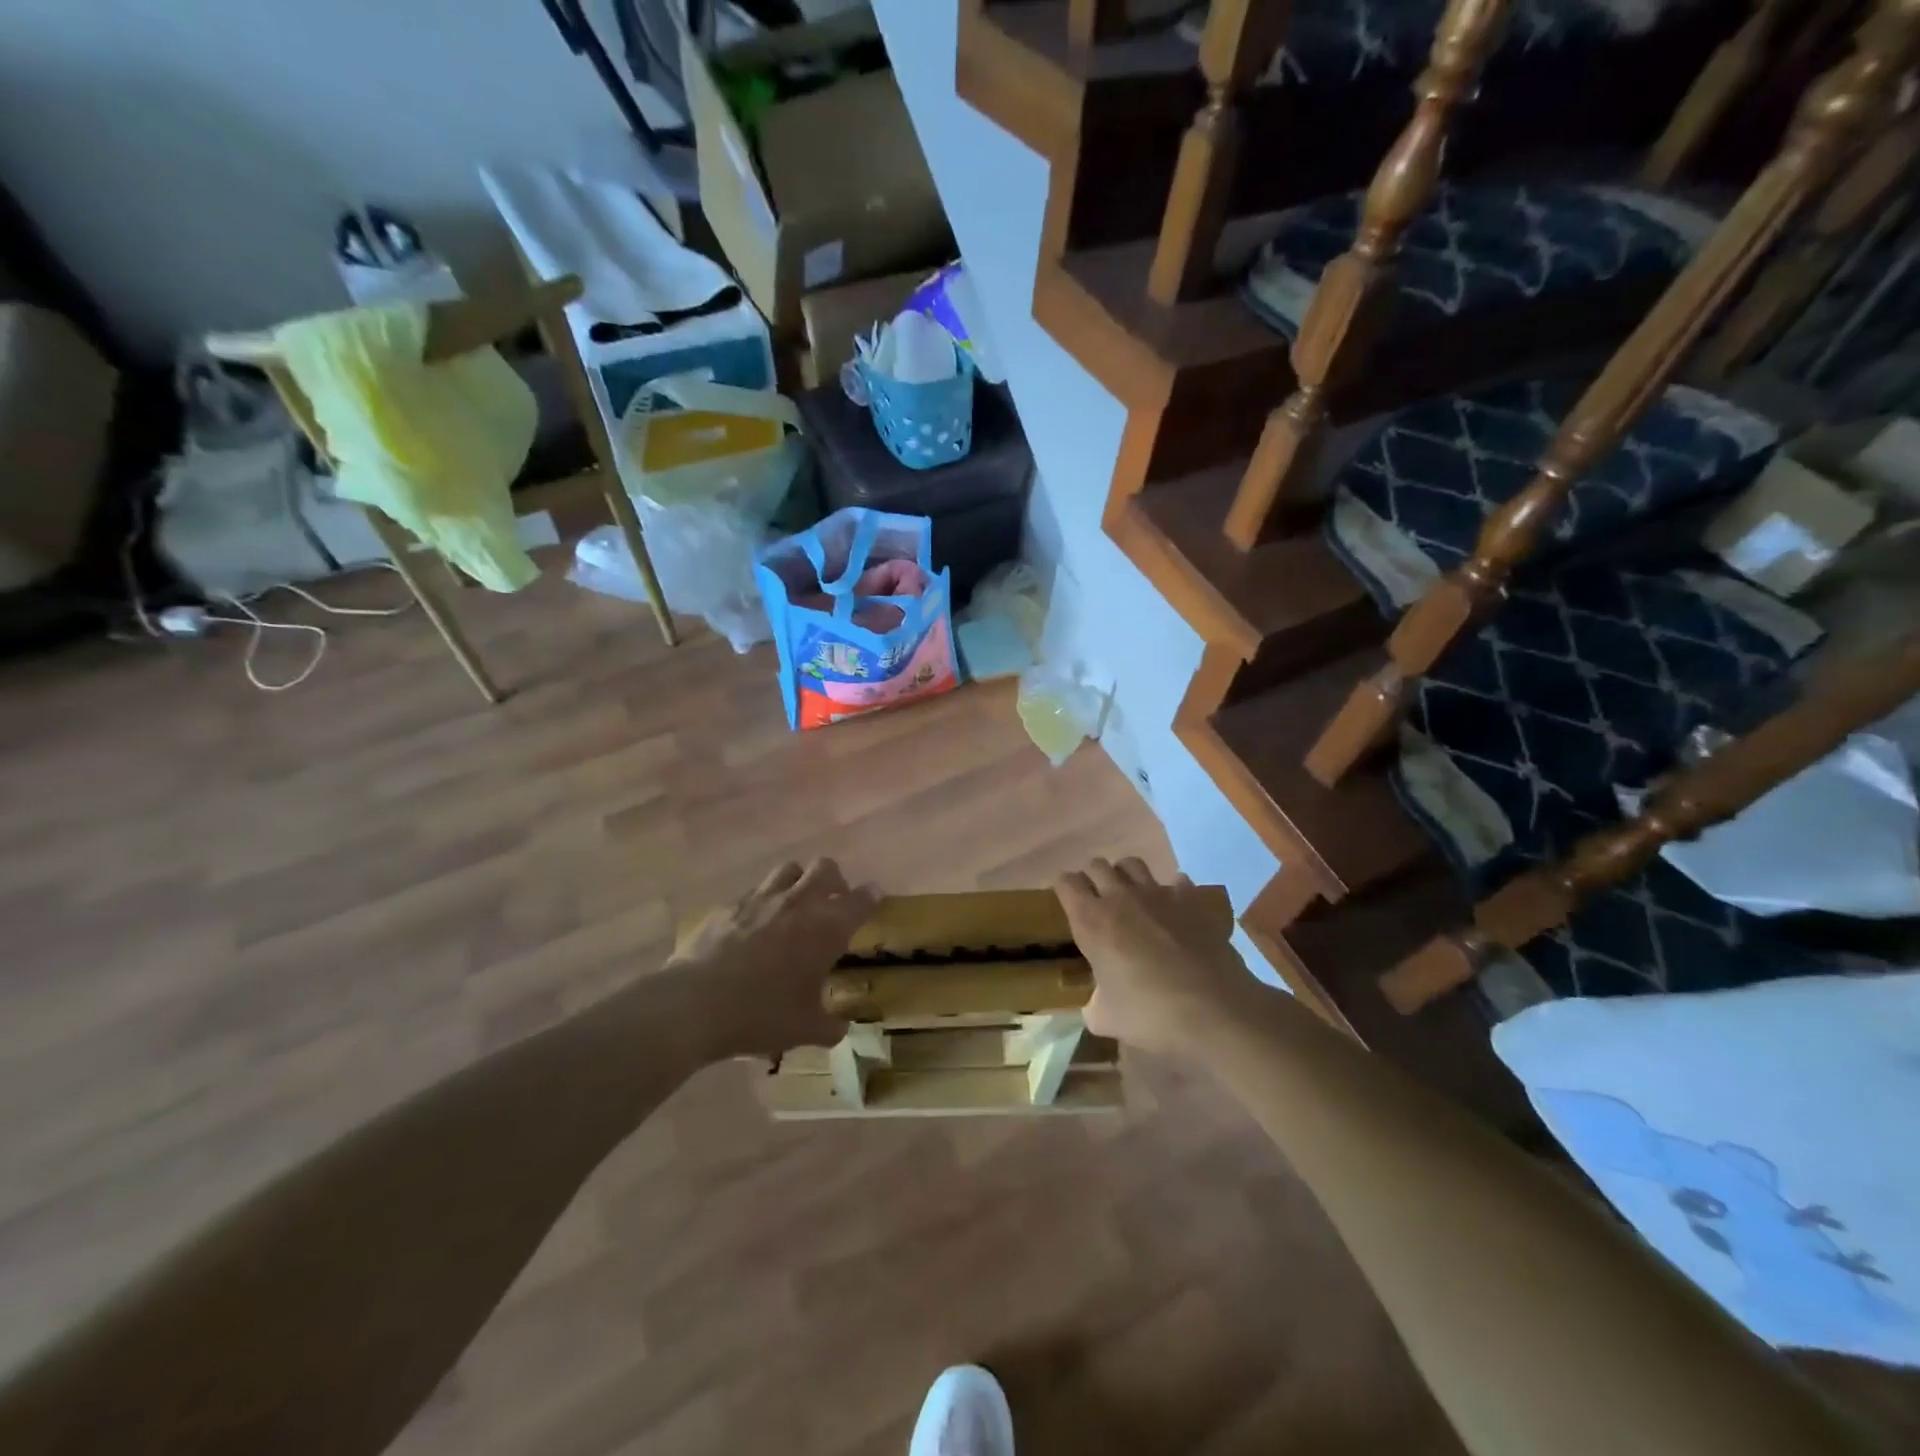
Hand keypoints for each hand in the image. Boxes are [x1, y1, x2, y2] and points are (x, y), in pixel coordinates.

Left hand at [669, 859, 878, 1060]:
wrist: (694, 1005)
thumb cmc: (761, 1014)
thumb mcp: (804, 1029)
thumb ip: (830, 1026)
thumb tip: (840, 1028)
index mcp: (826, 928)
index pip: (861, 900)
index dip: (871, 896)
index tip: (875, 897)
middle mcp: (798, 903)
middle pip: (825, 868)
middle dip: (835, 880)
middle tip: (833, 902)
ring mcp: (761, 899)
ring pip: (789, 870)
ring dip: (799, 882)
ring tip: (795, 905)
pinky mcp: (729, 905)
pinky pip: (754, 892)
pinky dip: (763, 902)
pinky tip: (755, 926)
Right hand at [1056, 858, 1261, 1058]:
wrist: (1213, 1008)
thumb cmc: (1150, 1012)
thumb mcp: (1107, 1019)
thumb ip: (1094, 1006)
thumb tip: (1095, 1006)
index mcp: (1091, 921)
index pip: (1066, 883)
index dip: (1064, 889)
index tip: (1068, 902)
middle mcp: (1120, 898)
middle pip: (1097, 865)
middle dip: (1093, 878)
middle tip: (1097, 901)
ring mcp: (1158, 894)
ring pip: (1132, 864)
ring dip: (1126, 875)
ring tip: (1130, 896)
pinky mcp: (1191, 900)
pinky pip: (1177, 881)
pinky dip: (1172, 889)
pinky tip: (1173, 907)